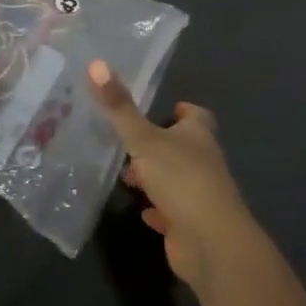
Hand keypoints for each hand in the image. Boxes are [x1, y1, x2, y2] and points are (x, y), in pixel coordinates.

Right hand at [87, 60, 261, 291]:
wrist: (210, 243)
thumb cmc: (181, 179)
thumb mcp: (144, 139)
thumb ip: (119, 107)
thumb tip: (95, 62)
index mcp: (199, 137)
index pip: (198, 117)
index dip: (185, 112)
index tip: (170, 108)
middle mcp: (204, 164)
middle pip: (186, 148)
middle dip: (162, 145)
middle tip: (132, 141)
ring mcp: (200, 197)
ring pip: (177, 180)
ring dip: (157, 177)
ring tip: (127, 175)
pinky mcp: (192, 226)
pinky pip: (174, 214)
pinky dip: (160, 211)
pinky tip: (143, 212)